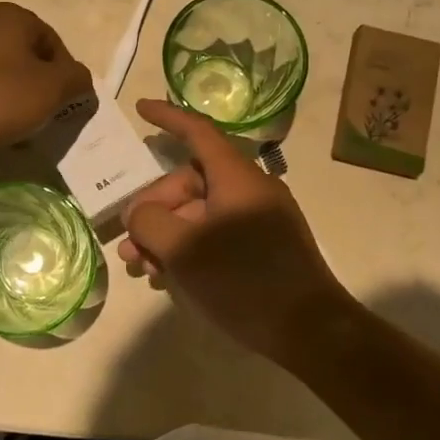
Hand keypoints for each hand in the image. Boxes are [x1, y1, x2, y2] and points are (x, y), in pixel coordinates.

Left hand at [0, 2, 92, 155]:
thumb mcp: (50, 90)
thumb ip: (76, 79)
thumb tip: (80, 78)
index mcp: (13, 17)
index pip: (56, 44)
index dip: (65, 77)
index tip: (62, 107)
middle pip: (27, 59)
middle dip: (38, 91)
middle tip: (40, 120)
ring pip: (1, 75)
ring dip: (13, 102)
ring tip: (13, 131)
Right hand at [120, 100, 348, 364]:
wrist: (310, 330)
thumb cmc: (244, 280)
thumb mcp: (184, 249)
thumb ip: (150, 221)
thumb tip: (140, 214)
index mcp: (236, 177)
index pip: (198, 132)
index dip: (167, 117)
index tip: (140, 109)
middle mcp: (249, 190)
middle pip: (190, 183)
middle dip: (153, 211)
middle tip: (130, 246)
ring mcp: (260, 220)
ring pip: (199, 214)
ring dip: (167, 236)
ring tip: (141, 268)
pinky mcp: (264, 248)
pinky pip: (217, 235)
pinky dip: (190, 249)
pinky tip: (168, 278)